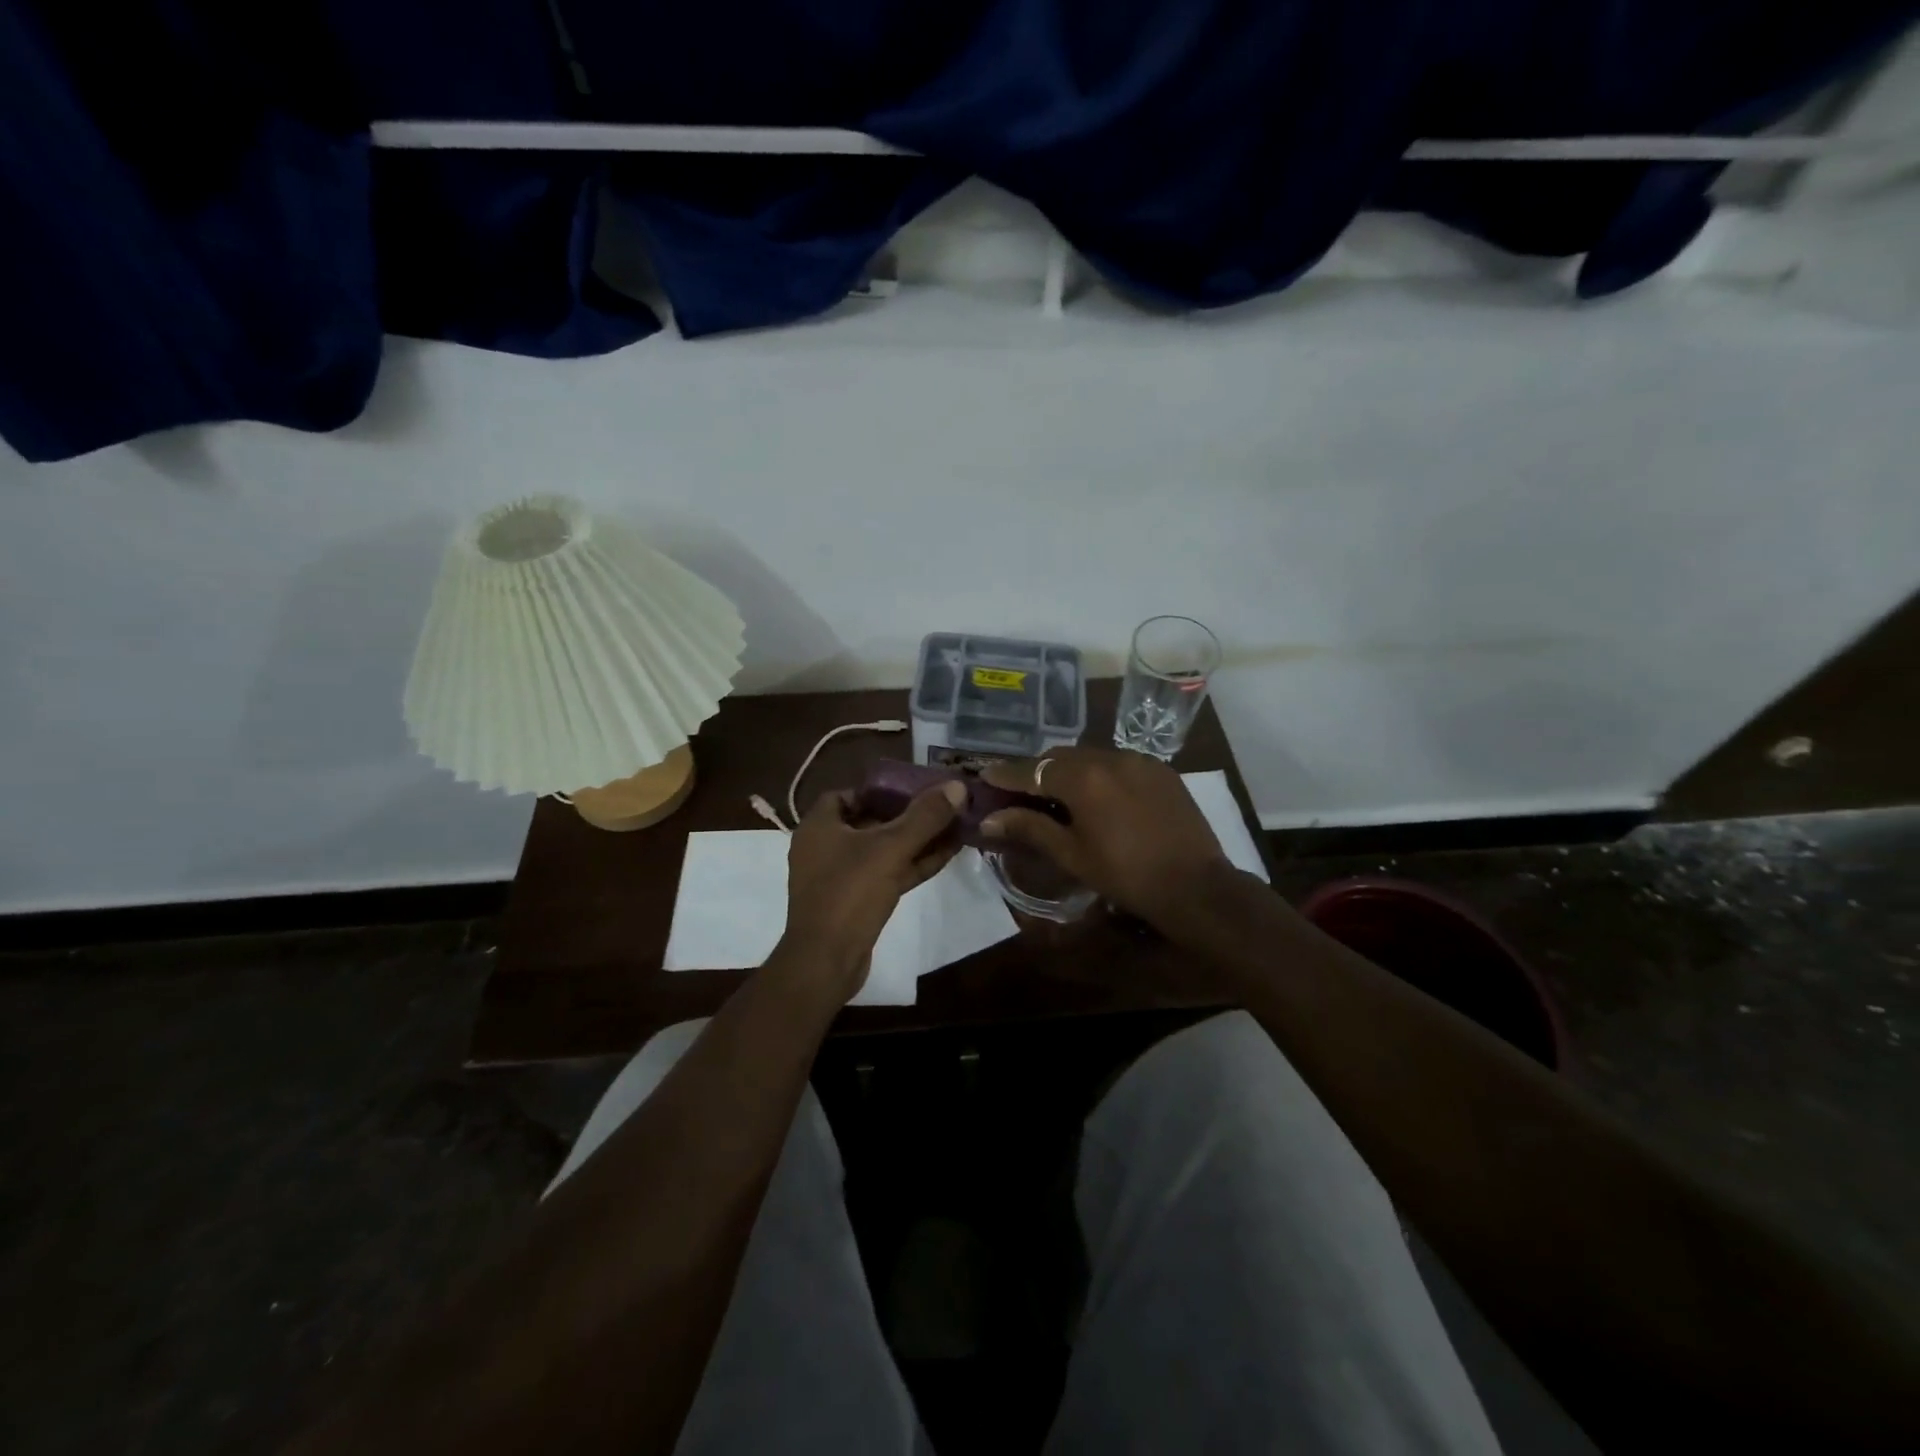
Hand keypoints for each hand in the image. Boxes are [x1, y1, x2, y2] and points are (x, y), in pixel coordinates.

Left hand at [778, 780, 967, 1000]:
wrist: (825, 962)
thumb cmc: (850, 894)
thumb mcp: (890, 848)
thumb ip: (924, 817)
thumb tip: (957, 786)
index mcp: (820, 826)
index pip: (847, 795)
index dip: (878, 790)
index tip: (911, 789)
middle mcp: (825, 848)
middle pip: (869, 822)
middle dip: (906, 815)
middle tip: (940, 807)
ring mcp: (839, 878)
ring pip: (882, 851)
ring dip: (915, 841)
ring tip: (953, 827)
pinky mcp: (855, 904)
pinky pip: (887, 874)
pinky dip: (912, 864)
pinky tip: (945, 855)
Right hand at [981, 748, 1231, 932]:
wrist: (1195, 886)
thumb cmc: (1125, 875)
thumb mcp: (1071, 854)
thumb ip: (1030, 828)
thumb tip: (989, 818)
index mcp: (1082, 777)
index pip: (1032, 770)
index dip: (1006, 774)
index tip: (984, 775)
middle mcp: (1109, 757)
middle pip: (1060, 757)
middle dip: (1037, 771)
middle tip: (1020, 791)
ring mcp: (1139, 760)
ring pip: (1090, 756)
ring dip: (1068, 770)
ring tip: (1058, 794)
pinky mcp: (1160, 770)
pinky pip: (1118, 763)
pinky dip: (1099, 773)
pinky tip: (1098, 796)